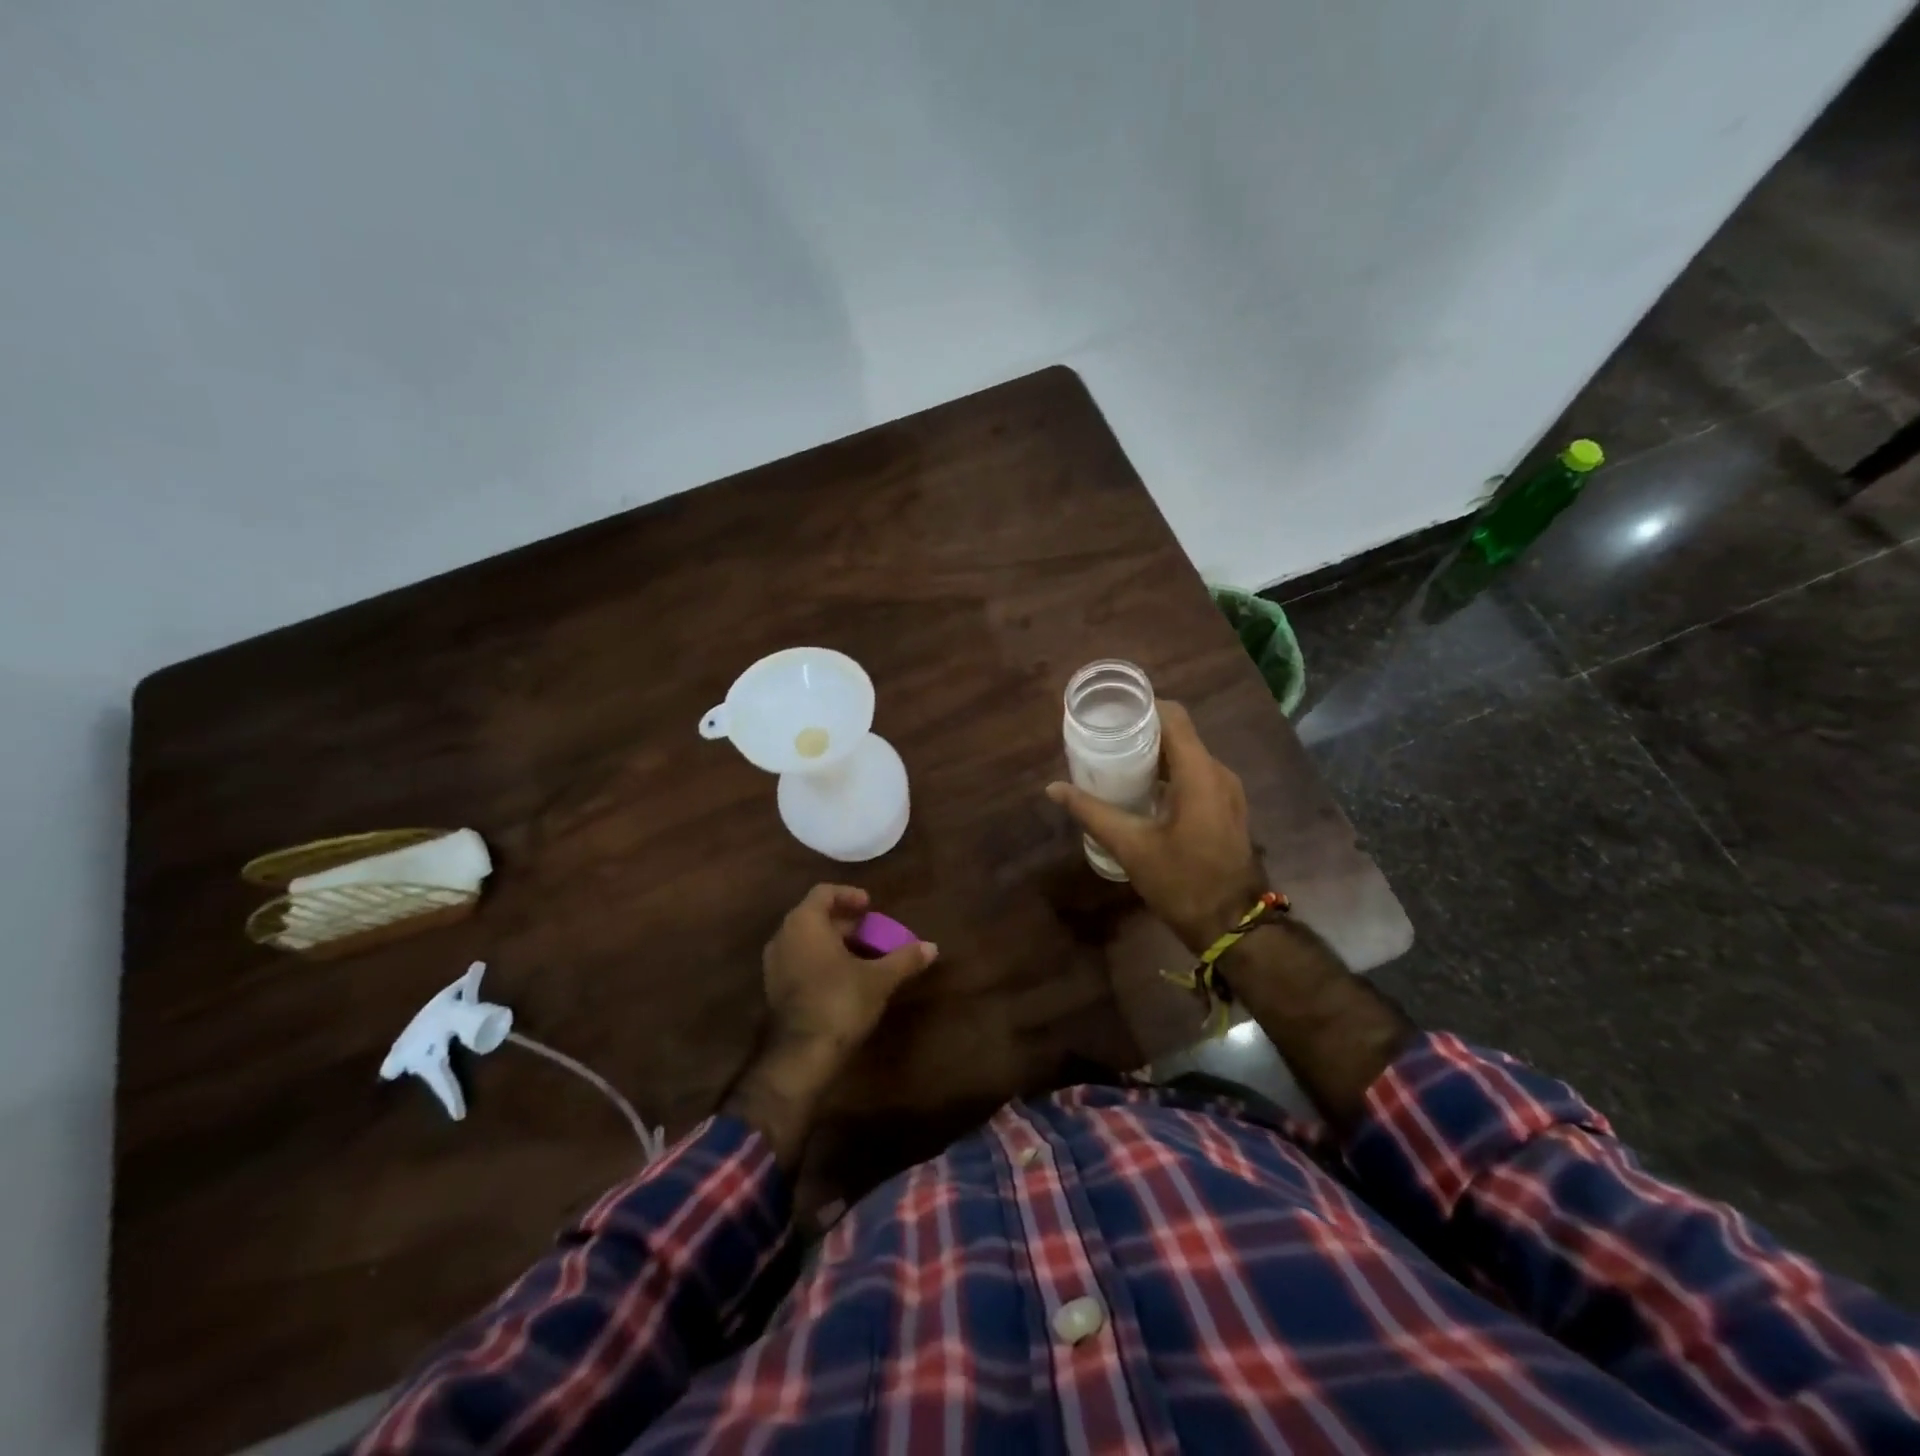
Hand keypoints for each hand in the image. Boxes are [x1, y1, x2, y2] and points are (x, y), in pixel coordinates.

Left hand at [725, 885, 936, 1169]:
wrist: (802, 1055)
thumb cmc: (840, 1001)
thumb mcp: (879, 978)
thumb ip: (904, 958)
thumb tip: (932, 947)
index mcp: (805, 922)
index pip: (824, 892)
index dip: (849, 895)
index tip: (870, 906)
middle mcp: (784, 936)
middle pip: (815, 916)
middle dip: (845, 921)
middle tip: (873, 931)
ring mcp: (775, 964)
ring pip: (807, 940)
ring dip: (834, 942)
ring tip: (863, 954)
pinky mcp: (775, 988)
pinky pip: (800, 960)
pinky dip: (821, 960)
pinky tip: (845, 977)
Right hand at [1047, 699, 1266, 951]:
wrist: (1233, 926)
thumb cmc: (1181, 882)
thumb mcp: (1130, 846)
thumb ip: (1091, 812)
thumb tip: (1054, 788)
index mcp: (1199, 773)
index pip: (1173, 717)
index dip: (1142, 707)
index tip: (1109, 712)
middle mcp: (1218, 773)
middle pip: (1179, 734)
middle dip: (1141, 731)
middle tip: (1103, 737)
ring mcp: (1226, 791)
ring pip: (1187, 755)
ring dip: (1154, 754)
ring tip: (1115, 760)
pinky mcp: (1225, 808)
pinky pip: (1195, 775)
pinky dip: (1168, 773)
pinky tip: (1140, 789)